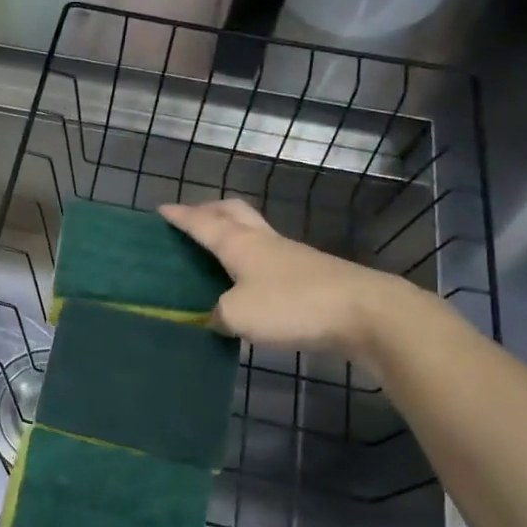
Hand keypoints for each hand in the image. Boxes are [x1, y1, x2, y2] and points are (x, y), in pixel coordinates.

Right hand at [159, 198, 416, 355]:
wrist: (365, 313)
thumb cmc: (292, 306)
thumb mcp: (238, 315)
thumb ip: (216, 315)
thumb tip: (213, 318)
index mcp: (240, 244)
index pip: (202, 223)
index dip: (180, 216)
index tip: (161, 209)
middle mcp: (264, 241)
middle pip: (234, 212)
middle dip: (211, 209)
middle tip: (194, 216)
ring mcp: (291, 256)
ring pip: (255, 232)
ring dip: (233, 232)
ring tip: (218, 246)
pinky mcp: (311, 275)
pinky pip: (271, 257)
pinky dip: (253, 260)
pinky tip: (249, 280)